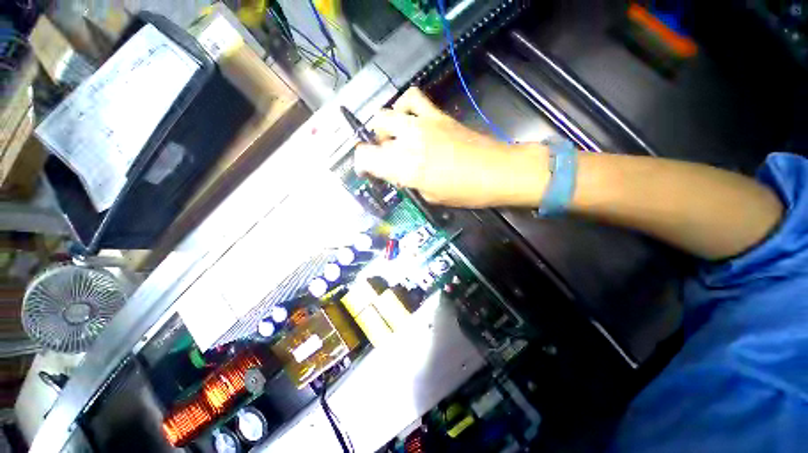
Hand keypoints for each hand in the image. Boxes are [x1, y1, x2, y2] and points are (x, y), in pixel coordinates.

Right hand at [354, 87, 548, 207]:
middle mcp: (409, 142)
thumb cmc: (466, 192)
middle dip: (376, 146)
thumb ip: (411, 182)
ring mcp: (423, 124)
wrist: (497, 171)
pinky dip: (405, 106)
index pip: (366, 158)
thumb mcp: (432, 196)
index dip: (362, 164)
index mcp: (406, 168)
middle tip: (387, 157)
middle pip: (375, 132)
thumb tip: (401, 172)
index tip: (367, 170)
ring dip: (386, 127)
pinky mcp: (437, 115)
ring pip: (387, 113)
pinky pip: (413, 98)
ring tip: (396, 137)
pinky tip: (410, 118)